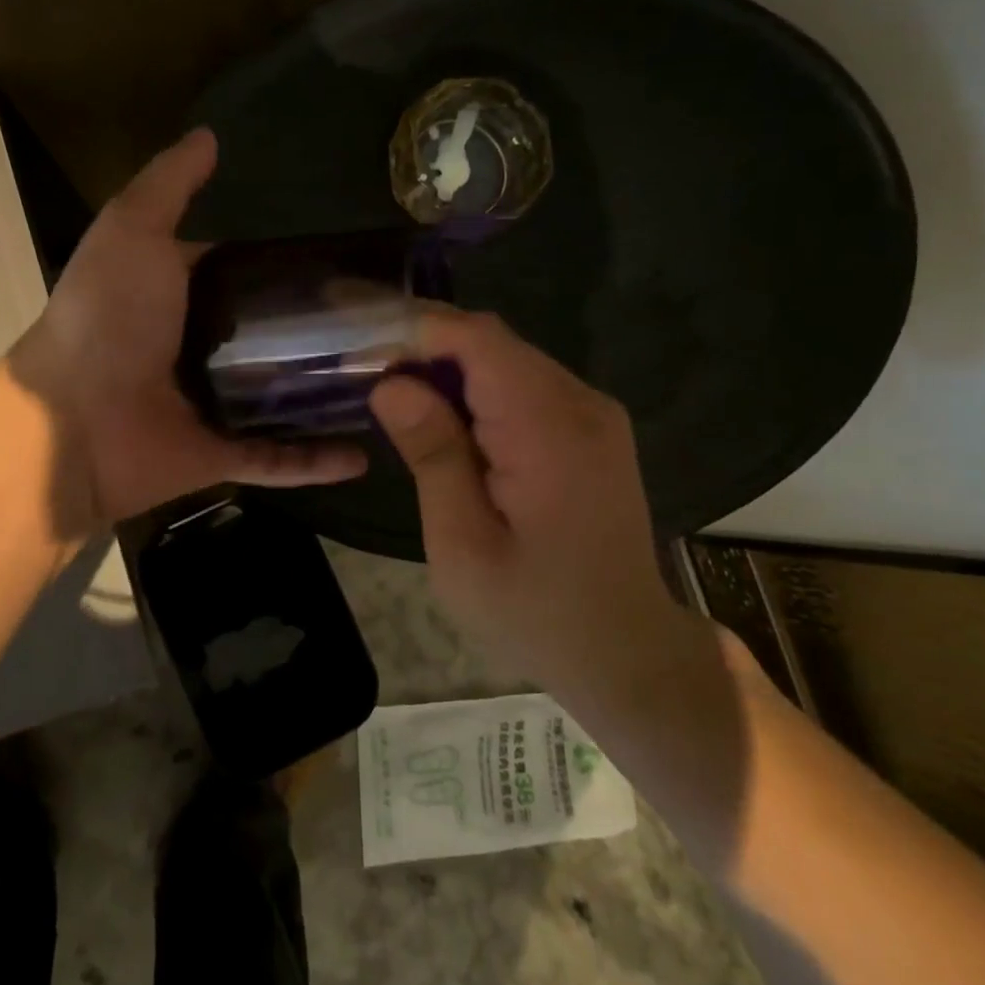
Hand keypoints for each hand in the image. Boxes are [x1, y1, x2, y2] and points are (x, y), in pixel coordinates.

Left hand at [11, 128, 366, 529]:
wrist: (71, 421)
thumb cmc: (106, 318)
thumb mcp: (133, 231)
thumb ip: (170, 184)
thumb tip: (210, 134)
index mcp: (186, 297)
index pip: (252, 278)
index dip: (296, 271)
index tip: (356, 268)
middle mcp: (202, 351)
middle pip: (277, 341)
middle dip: (329, 336)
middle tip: (394, 329)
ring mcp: (212, 406)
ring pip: (285, 402)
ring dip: (331, 397)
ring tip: (397, 388)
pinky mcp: (218, 455)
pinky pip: (277, 460)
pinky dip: (316, 462)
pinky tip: (364, 455)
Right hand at [369, 308, 683, 711]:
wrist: (625, 655)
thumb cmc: (534, 613)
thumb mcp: (462, 544)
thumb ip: (432, 454)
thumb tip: (391, 384)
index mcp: (551, 429)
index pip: (479, 340)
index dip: (415, 330)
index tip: (358, 345)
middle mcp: (581, 404)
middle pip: (492, 343)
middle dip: (424, 348)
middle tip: (363, 374)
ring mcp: (593, 414)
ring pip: (506, 360)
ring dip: (447, 370)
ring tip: (393, 397)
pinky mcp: (590, 430)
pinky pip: (523, 386)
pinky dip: (475, 391)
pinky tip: (443, 421)